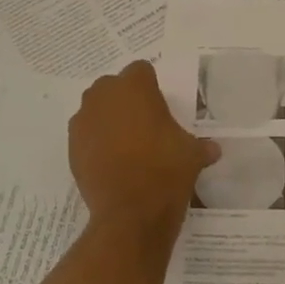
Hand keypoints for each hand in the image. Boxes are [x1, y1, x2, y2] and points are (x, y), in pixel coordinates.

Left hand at [69, 62, 219, 233]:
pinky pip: (86, 135)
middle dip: (126, 100)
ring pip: (96, 109)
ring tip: (127, 145)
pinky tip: (112, 162)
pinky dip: (96, 142)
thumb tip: (212, 150)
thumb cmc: (165, 170)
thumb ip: (200, 146)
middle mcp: (103, 95)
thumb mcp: (192, 155)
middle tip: (144, 125)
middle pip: (114, 87)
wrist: (130, 213)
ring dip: (108, 120)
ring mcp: (83, 121)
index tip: (161, 107)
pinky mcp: (71, 146)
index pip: (142, 70)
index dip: (151, 87)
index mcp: (135, 87)